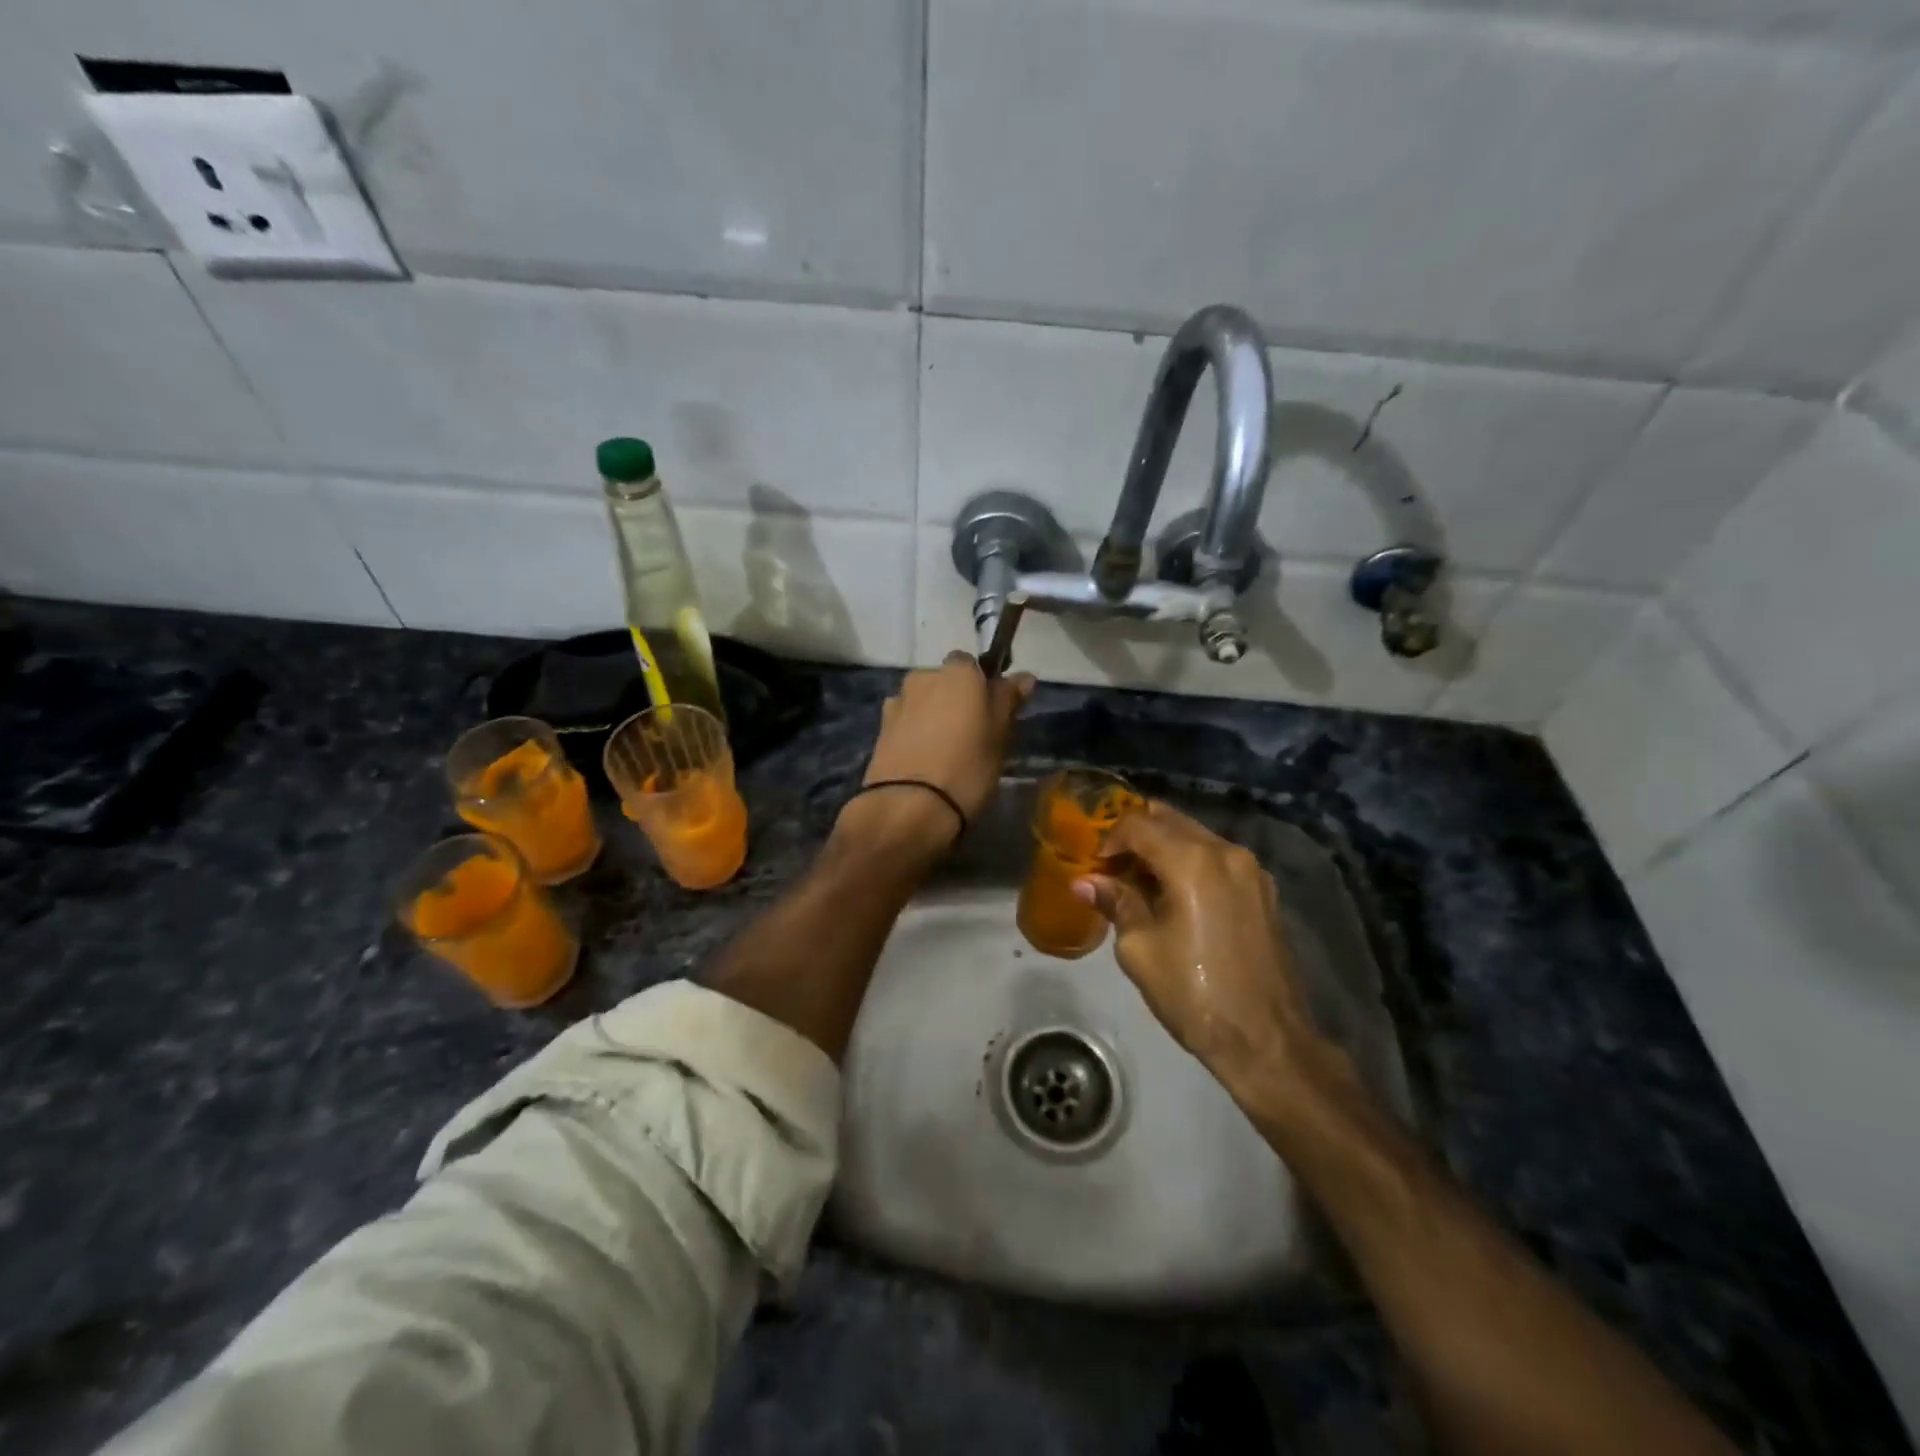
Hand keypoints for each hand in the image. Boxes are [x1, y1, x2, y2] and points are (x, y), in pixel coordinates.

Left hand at [838, 652, 1033, 858]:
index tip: (991, 711)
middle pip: (943, 681)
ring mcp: (898, 702)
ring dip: (932, 716)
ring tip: (944, 750)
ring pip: (922, 701)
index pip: (971, 664)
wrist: (909, 806)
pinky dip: (914, 733)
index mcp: (957, 672)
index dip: (981, 685)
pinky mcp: (880, 729)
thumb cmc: (968, 767)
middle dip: (954, 699)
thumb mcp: (999, 736)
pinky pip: (905, 722)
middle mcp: (923, 677)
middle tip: (970, 733)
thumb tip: (1023, 677)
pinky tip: (922, 759)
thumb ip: (1007, 701)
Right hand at [1074, 800, 1325, 1090]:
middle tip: (1113, 869)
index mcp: (1192, 861)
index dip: (1108, 839)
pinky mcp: (1263, 889)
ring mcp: (1250, 869)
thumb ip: (1115, 903)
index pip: (1137, 824)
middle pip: (1169, 819)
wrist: (1267, 1039)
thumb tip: (1084, 882)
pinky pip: (1216, 857)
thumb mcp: (1140, 949)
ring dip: (1163, 848)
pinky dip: (1189, 862)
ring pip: (1194, 835)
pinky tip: (1175, 896)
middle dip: (1135, 837)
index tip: (1095, 868)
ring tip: (1140, 885)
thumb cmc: (1194, 994)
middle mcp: (1225, 851)